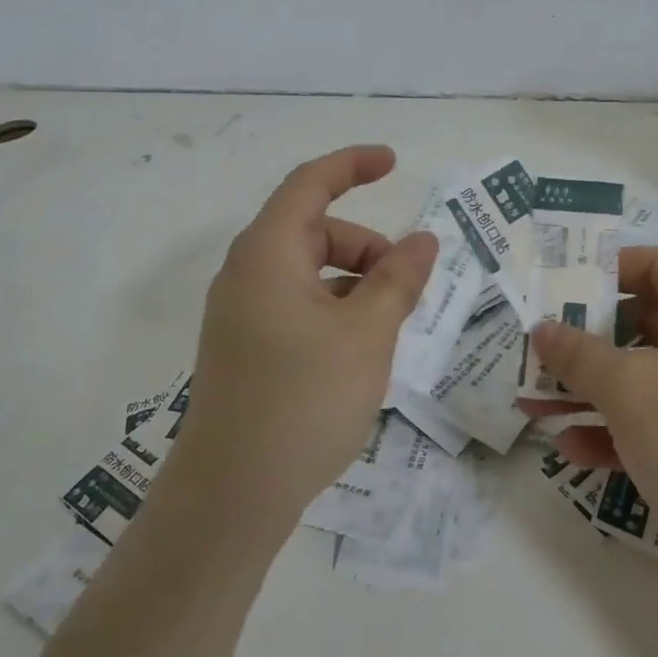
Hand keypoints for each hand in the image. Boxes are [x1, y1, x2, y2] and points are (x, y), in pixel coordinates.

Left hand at [162, 145, 437, 534]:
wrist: (233, 494)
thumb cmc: (305, 399)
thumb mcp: (367, 333)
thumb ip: (398, 279)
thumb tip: (423, 240)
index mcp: (267, 253)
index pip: (310, 184)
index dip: (352, 164)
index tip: (394, 163)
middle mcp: (247, 274)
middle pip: (315, 232)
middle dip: (367, 247)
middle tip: (407, 287)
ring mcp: (242, 314)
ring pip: (309, 273)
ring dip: (354, 283)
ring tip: (388, 329)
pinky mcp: (245, 349)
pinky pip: (297, 306)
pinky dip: (334, 310)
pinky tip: (359, 352)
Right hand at [523, 246, 657, 558]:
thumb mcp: (630, 387)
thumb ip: (577, 353)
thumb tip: (541, 329)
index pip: (654, 265)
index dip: (601, 271)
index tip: (550, 287)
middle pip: (642, 323)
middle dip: (583, 340)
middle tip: (530, 347)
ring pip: (643, 378)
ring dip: (588, 389)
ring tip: (531, 400)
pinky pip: (655, 424)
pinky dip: (614, 431)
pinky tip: (569, 447)